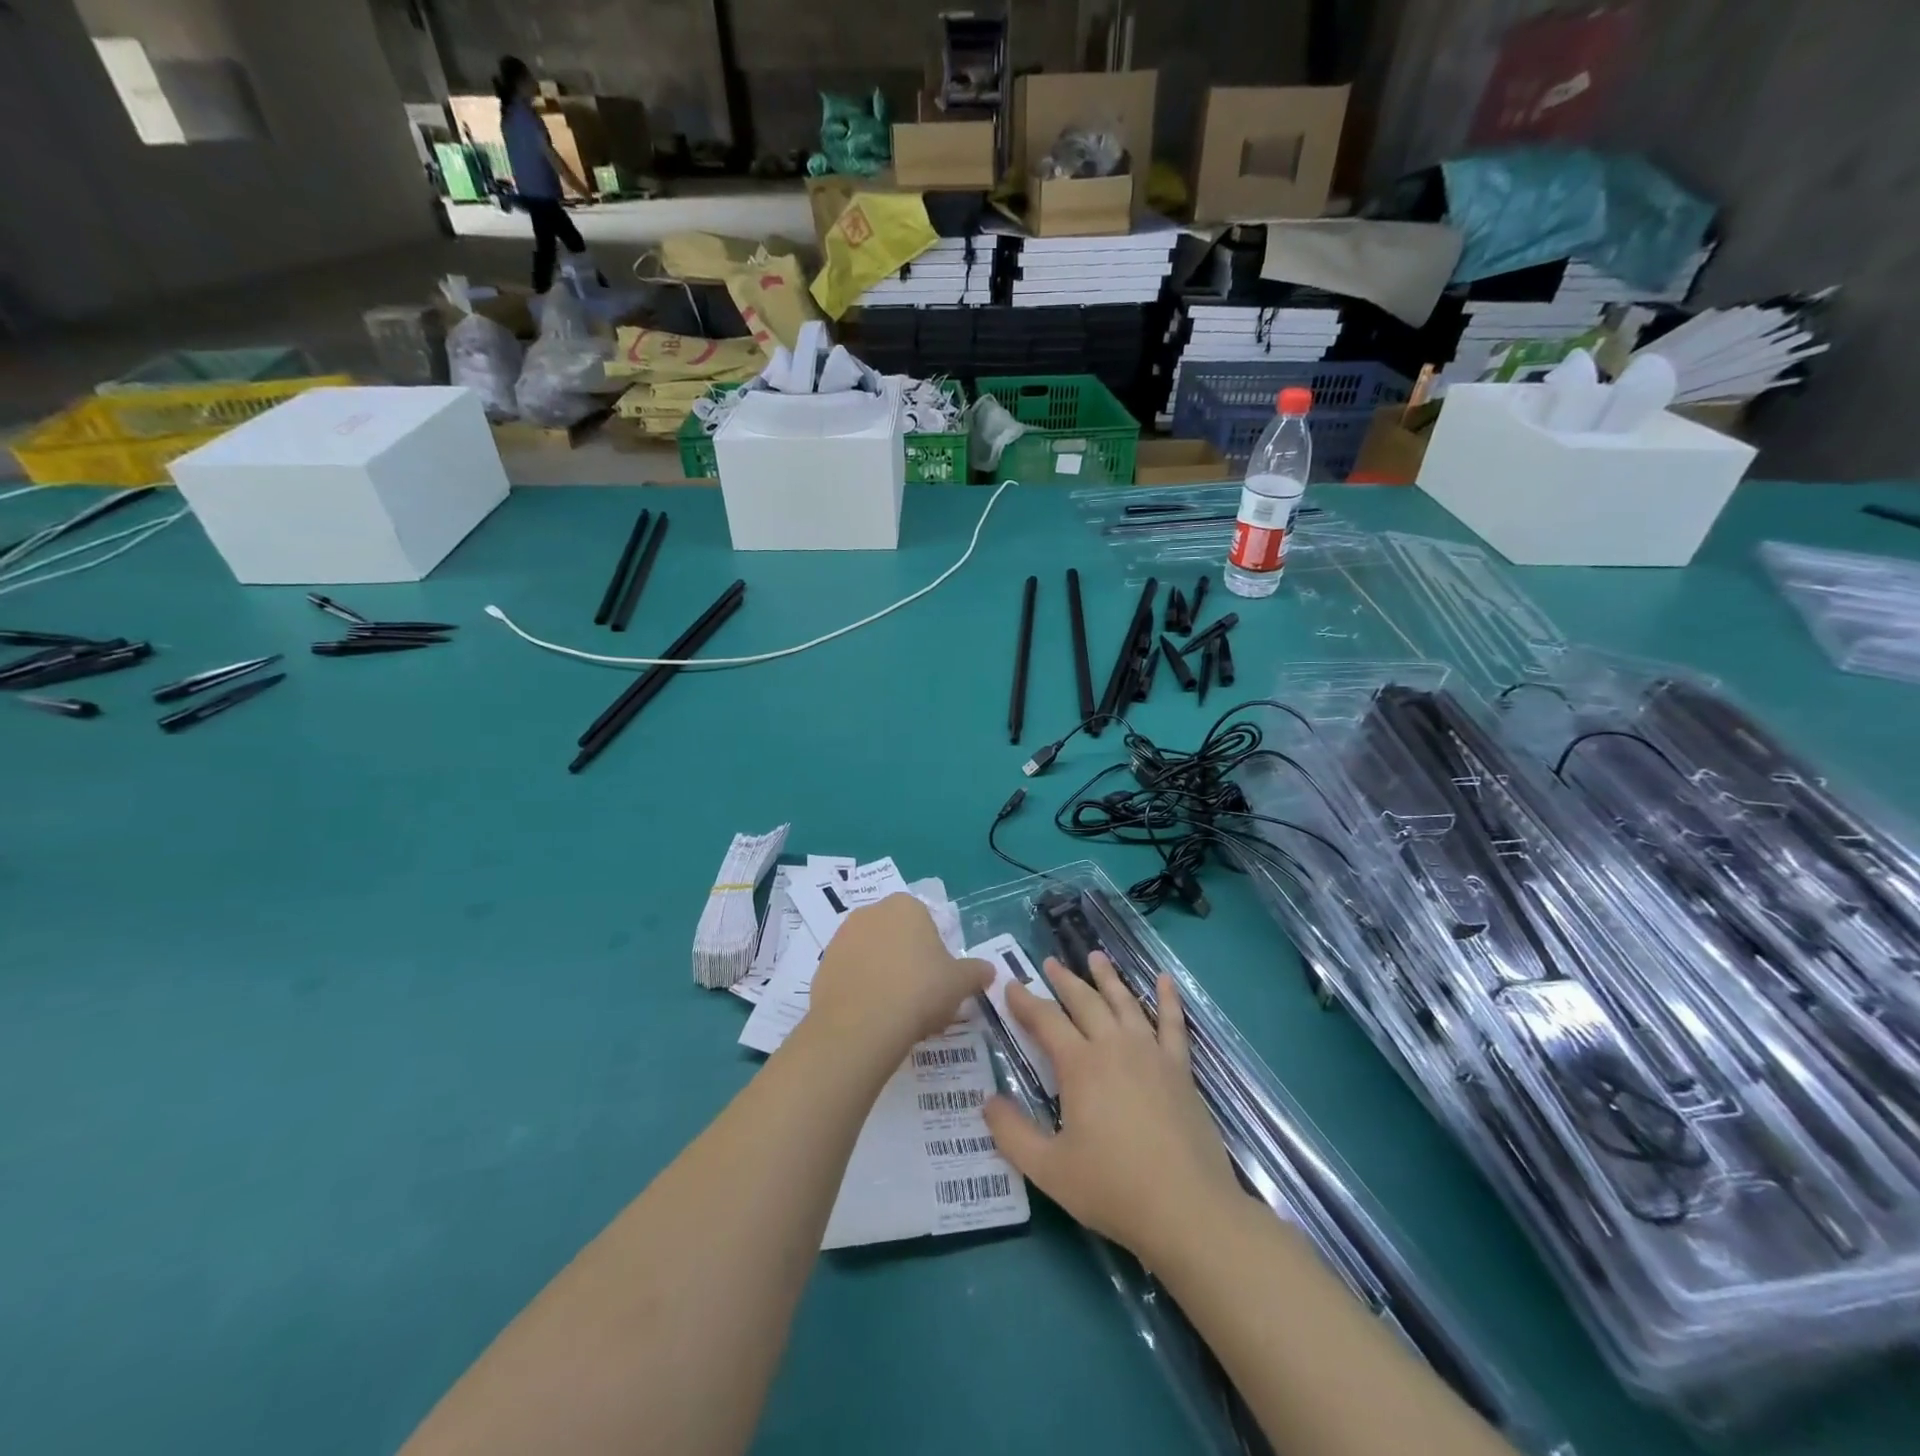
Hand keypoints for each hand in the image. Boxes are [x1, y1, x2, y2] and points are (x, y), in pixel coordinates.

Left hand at [806, 894, 991, 1063]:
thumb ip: (976, 972)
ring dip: (883, 975)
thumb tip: (989, 970)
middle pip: (896, 936)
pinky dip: (861, 990)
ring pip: (872, 955)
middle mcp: (870, 912)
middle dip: (907, 961)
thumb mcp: (960, 983)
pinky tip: (872, 1017)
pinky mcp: (823, 965)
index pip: (925, 922)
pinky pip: (851, 975)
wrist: (862, 1025)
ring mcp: (842, 937)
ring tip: (896, 1012)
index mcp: (906, 906)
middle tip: (920, 997)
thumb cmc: (919, 991)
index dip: (934, 952)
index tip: (938, 980)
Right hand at [983, 953, 1243, 1265]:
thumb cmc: (1113, 1188)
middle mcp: (1114, 1046)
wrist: (1187, 1209)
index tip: (1010, 984)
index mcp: (1080, 1065)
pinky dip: (1168, 998)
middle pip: (1084, 1002)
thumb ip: (1012, 1133)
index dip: (1025, 1001)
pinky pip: (1173, 1023)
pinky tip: (1165, 979)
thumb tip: (987, 1102)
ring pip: (1125, 1003)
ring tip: (1095, 956)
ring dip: (1107, 978)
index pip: (1045, 1020)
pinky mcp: (1180, 1069)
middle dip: (1063, 980)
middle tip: (1049, 962)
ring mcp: (1151, 1054)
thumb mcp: (1048, 1168)